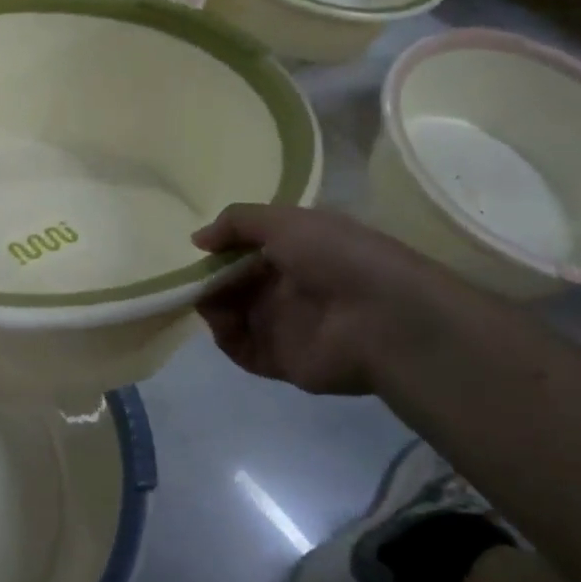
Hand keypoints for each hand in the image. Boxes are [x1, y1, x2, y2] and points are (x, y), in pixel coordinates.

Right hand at [192, 205, 451, 396]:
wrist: (384, 318)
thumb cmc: (336, 256)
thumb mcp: (285, 221)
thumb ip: (236, 222)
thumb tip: (197, 240)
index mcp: (295, 251)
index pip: (247, 249)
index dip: (222, 248)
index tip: (201, 248)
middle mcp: (287, 287)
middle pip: (234, 283)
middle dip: (211, 278)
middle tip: (196, 277)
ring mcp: (284, 325)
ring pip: (231, 315)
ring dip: (212, 305)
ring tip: (209, 299)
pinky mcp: (280, 360)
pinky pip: (239, 349)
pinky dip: (224, 337)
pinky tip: (222, 323)